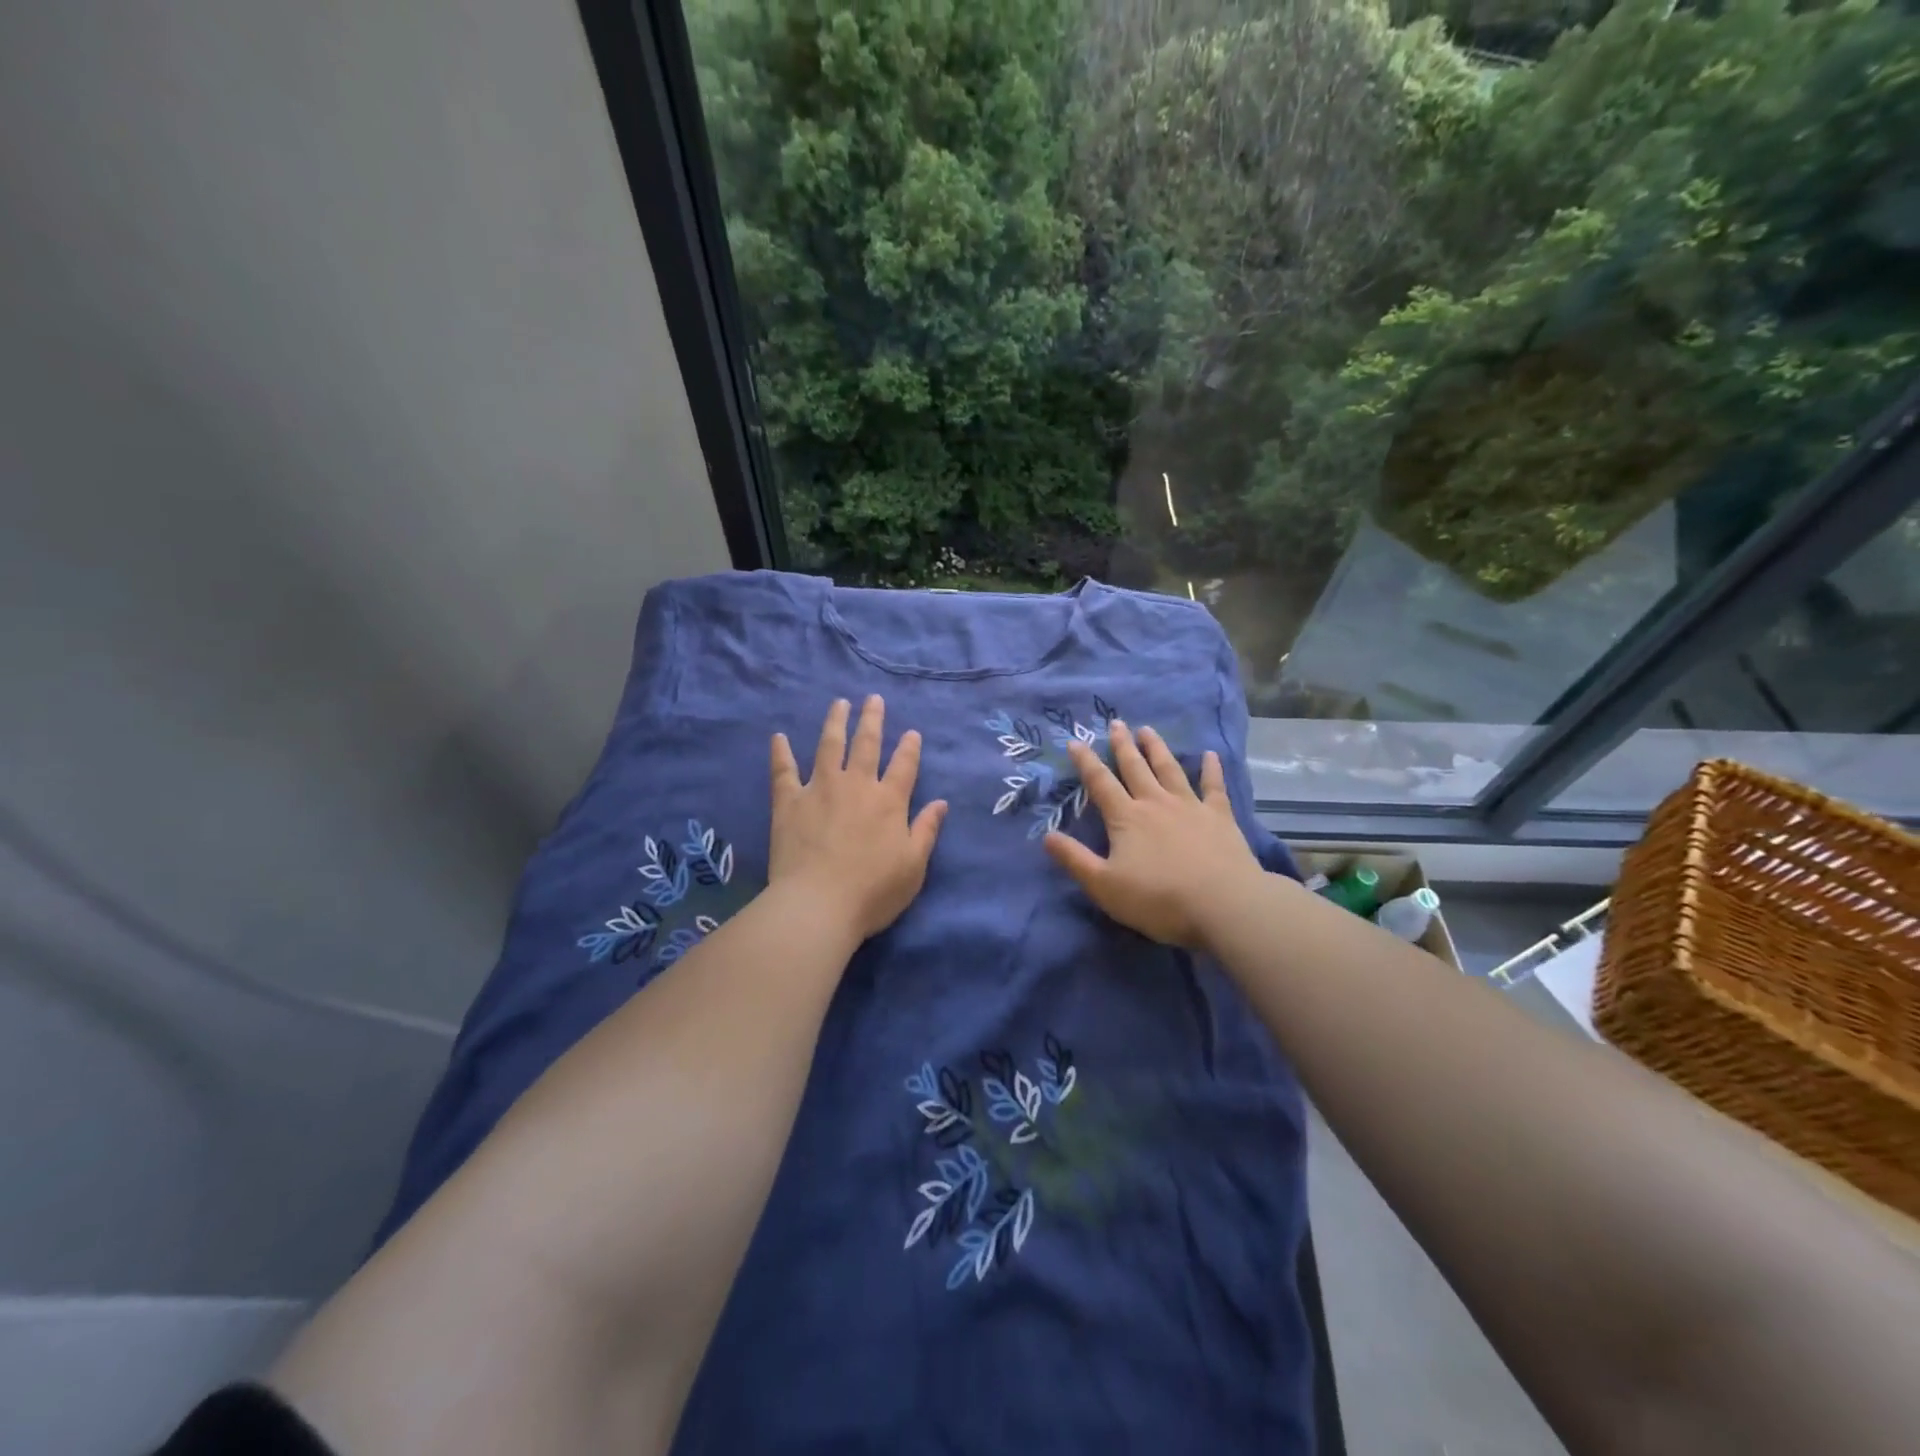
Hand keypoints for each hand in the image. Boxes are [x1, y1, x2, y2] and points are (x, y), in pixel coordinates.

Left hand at [769, 696, 948, 941]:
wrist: (818, 905)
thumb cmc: (873, 892)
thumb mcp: (913, 866)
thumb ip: (926, 831)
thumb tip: (941, 803)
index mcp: (889, 801)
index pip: (904, 765)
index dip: (910, 747)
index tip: (912, 732)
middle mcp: (856, 785)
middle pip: (866, 744)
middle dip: (872, 719)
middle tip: (873, 699)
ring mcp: (820, 789)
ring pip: (829, 746)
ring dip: (835, 722)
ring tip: (839, 703)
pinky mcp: (789, 802)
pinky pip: (784, 770)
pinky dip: (781, 752)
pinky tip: (779, 737)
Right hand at [1044, 721, 1263, 950]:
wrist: (1223, 904)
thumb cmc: (1158, 899)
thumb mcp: (1104, 885)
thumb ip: (1074, 859)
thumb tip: (1047, 836)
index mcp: (1126, 818)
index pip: (1100, 783)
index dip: (1085, 762)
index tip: (1075, 741)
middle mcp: (1156, 803)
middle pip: (1135, 768)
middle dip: (1122, 745)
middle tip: (1116, 723)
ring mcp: (1190, 807)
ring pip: (1169, 769)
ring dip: (1157, 748)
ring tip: (1147, 730)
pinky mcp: (1220, 817)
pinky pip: (1214, 786)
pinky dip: (1212, 769)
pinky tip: (1211, 755)